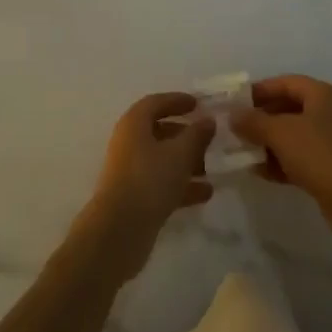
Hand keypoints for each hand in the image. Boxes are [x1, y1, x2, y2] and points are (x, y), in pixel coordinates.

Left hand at [71, 93, 214, 285]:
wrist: (120, 231)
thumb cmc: (149, 180)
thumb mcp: (179, 154)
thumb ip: (196, 135)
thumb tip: (208, 120)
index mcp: (134, 123)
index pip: (156, 103)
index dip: (177, 101)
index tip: (198, 104)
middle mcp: (129, 142)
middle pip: (159, 130)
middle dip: (185, 134)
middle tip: (209, 139)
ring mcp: (130, 171)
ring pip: (162, 158)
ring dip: (186, 162)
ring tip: (211, 169)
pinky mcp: (135, 196)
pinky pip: (161, 182)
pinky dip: (182, 184)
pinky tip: (206, 193)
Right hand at [231, 75, 331, 247]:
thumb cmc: (318, 154)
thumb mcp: (280, 133)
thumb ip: (253, 121)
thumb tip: (233, 115)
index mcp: (321, 95)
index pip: (285, 83)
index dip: (260, 90)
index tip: (236, 102)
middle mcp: (329, 113)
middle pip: (288, 108)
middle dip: (261, 119)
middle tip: (237, 128)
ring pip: (293, 135)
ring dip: (268, 142)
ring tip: (243, 151)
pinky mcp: (331, 168)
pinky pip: (300, 158)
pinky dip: (281, 162)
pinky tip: (260, 172)